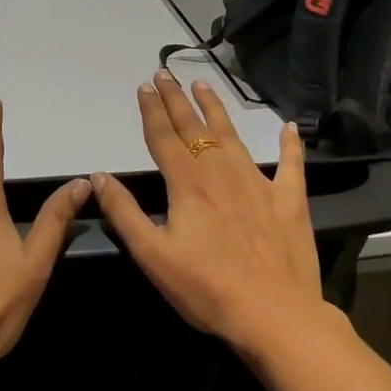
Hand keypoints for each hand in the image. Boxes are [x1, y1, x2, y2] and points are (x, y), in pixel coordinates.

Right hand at [93, 70, 329, 355]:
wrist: (275, 316)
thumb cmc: (206, 288)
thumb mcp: (152, 255)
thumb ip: (123, 212)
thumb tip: (99, 176)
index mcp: (187, 183)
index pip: (164, 136)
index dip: (152, 110)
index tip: (144, 86)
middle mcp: (221, 172)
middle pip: (194, 128)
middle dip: (176, 99)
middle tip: (165, 74)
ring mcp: (258, 184)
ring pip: (233, 136)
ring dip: (216, 109)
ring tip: (203, 85)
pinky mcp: (289, 201)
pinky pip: (291, 166)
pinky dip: (291, 145)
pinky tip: (291, 127)